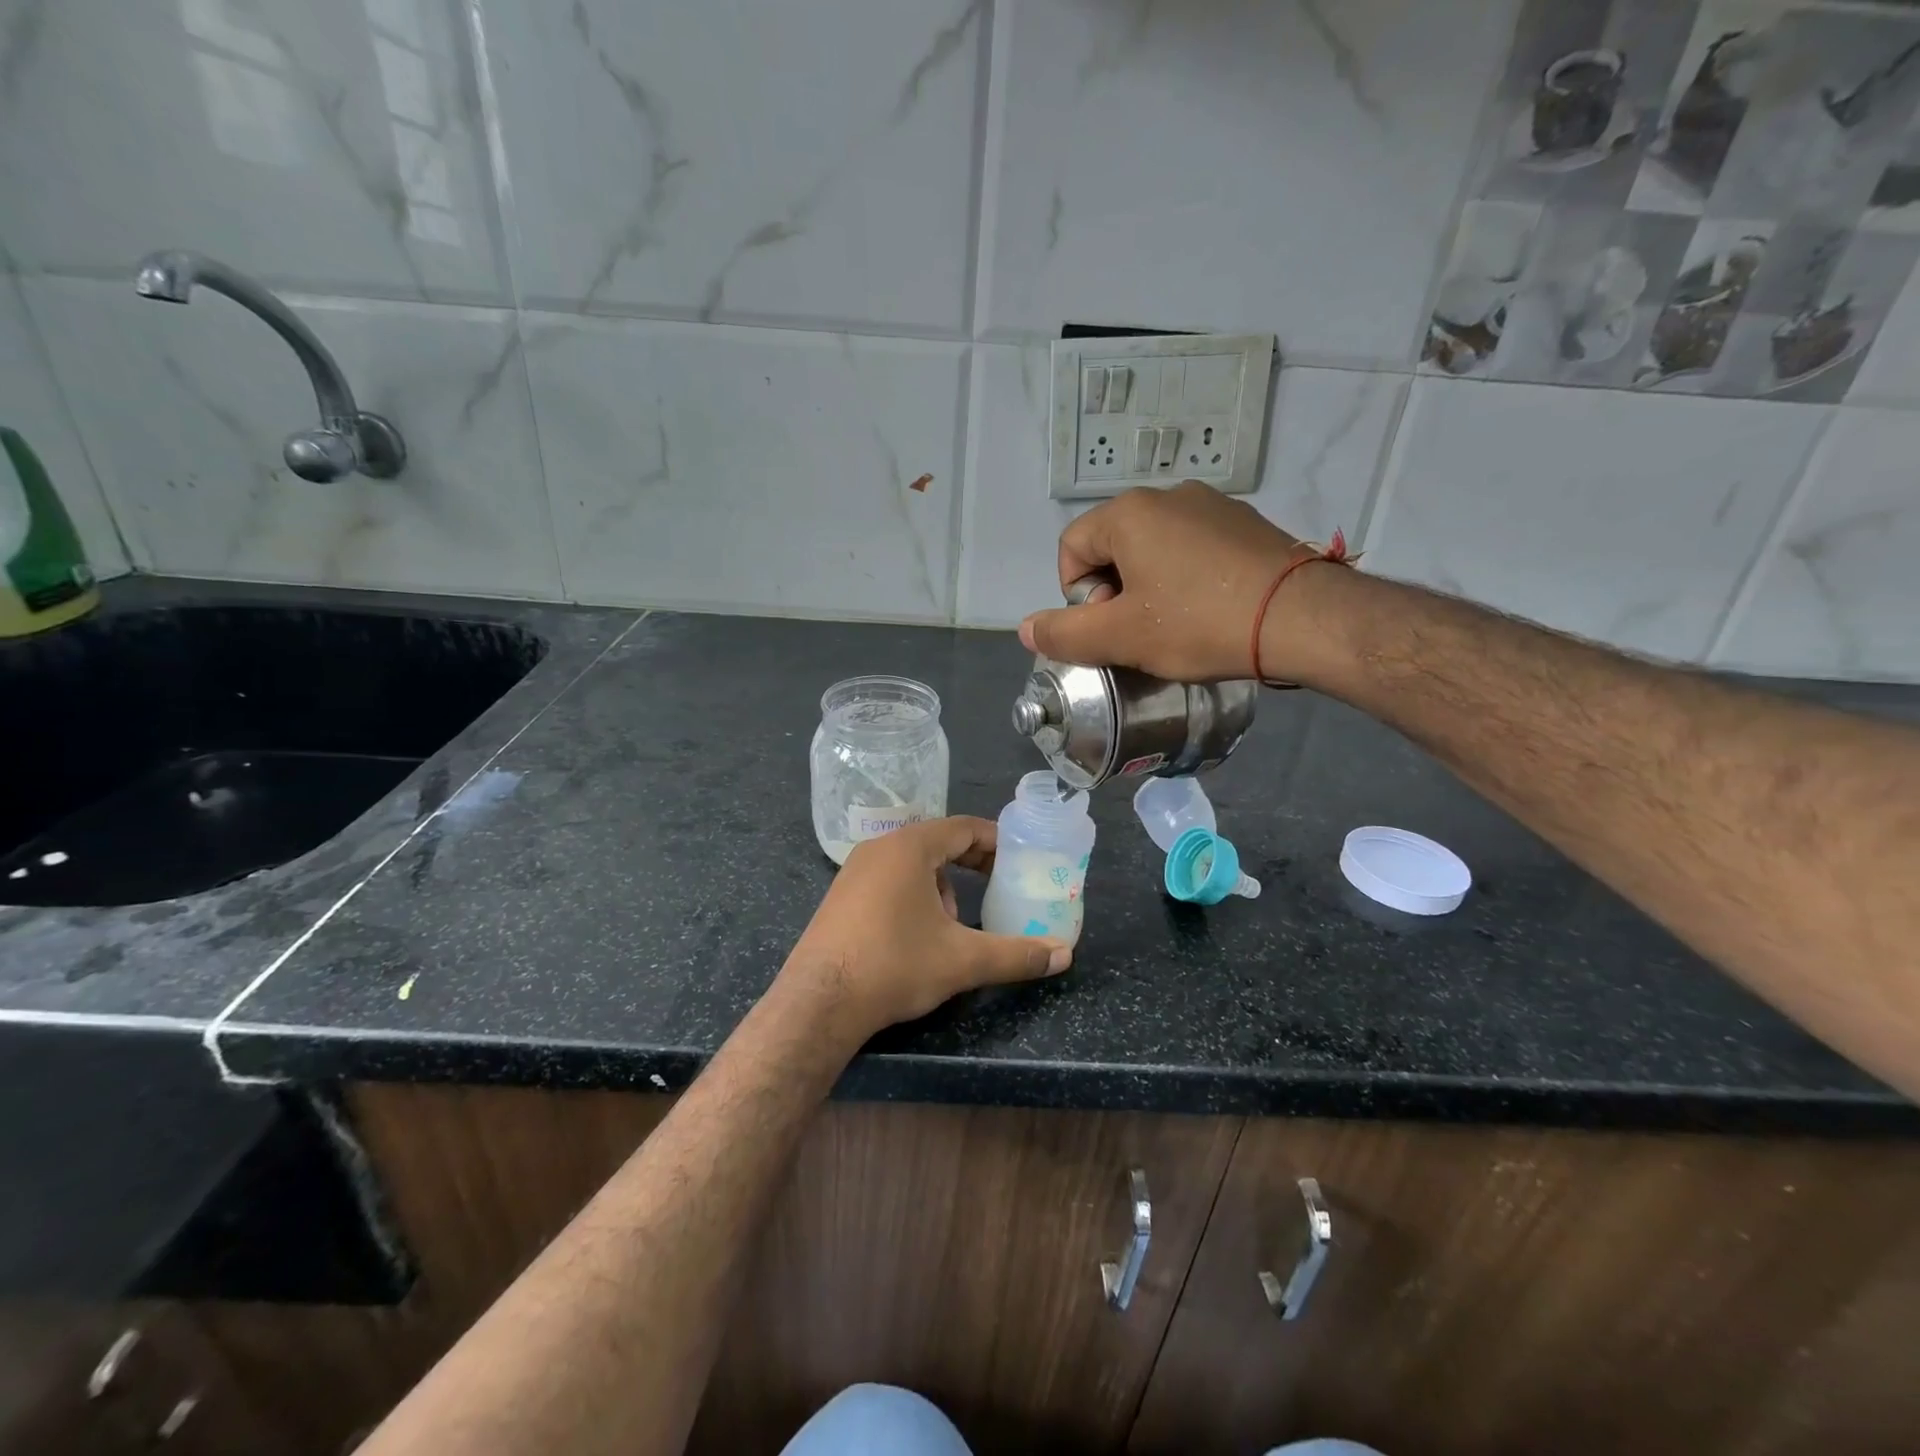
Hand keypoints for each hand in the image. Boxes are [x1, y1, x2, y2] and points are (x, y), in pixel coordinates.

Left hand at [779, 817, 1071, 1040]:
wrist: (818, 1003)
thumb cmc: (894, 965)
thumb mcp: (962, 961)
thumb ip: (1017, 955)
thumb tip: (1064, 956)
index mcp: (909, 848)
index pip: (962, 828)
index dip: (995, 841)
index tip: (1019, 858)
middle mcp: (879, 849)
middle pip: (936, 842)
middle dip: (970, 863)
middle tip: (998, 884)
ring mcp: (853, 871)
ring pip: (911, 864)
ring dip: (940, 885)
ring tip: (954, 923)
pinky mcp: (840, 896)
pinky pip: (888, 880)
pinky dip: (913, 895)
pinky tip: (917, 935)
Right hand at [1017, 481, 1342, 683]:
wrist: (1302, 618)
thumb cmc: (1199, 623)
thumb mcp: (1121, 637)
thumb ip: (1064, 634)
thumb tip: (1026, 630)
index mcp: (1129, 513)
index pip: (1071, 549)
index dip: (1076, 595)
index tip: (1107, 628)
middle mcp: (1168, 495)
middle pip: (1113, 546)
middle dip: (1113, 591)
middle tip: (1138, 632)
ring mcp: (1213, 505)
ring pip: (1154, 548)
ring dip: (1149, 586)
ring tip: (1176, 625)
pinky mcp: (1246, 523)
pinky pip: (1194, 548)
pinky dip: (1187, 577)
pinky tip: (1210, 609)